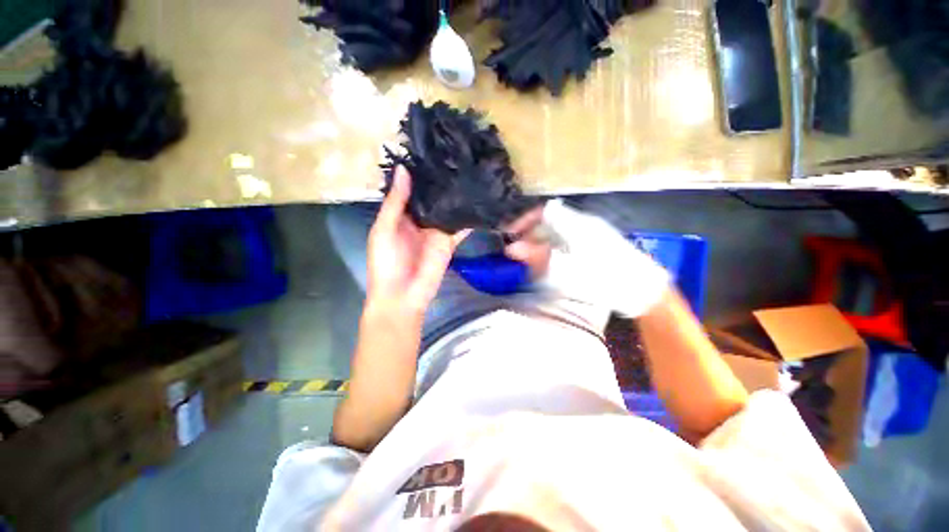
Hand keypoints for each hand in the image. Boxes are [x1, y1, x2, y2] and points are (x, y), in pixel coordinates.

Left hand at [366, 166, 469, 316]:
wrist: (402, 296)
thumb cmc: (386, 262)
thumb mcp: (384, 229)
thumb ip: (396, 202)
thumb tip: (404, 169)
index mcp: (400, 215)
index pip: (411, 189)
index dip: (419, 173)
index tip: (431, 150)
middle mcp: (420, 220)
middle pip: (432, 198)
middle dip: (441, 182)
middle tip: (456, 155)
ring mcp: (436, 231)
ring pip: (447, 210)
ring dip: (456, 196)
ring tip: (469, 171)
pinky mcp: (450, 242)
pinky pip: (460, 227)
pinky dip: (469, 217)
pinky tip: (480, 200)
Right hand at [505, 200, 670, 317]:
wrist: (642, 290)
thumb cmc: (605, 278)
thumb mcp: (569, 269)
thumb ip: (539, 257)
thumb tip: (512, 248)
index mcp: (577, 224)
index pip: (543, 212)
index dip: (524, 221)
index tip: (510, 235)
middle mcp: (582, 224)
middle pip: (548, 222)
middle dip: (528, 234)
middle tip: (516, 251)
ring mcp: (589, 234)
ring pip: (555, 232)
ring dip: (539, 243)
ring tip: (528, 259)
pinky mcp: (593, 246)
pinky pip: (565, 241)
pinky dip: (551, 249)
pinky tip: (548, 262)